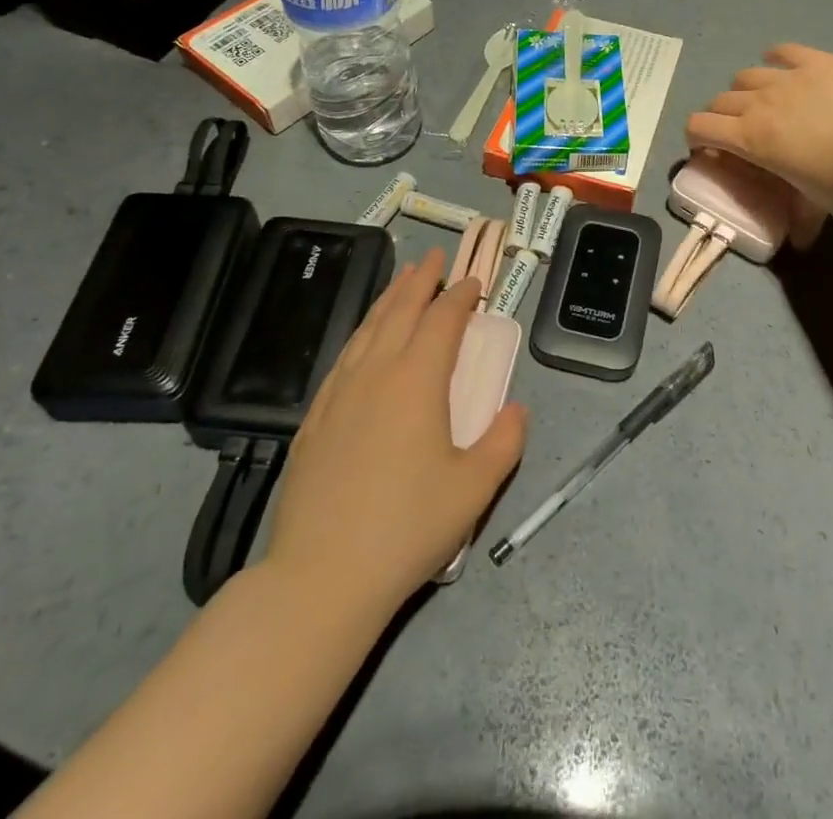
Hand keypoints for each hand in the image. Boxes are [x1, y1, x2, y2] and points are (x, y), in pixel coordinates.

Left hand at [260, 250, 527, 619]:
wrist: (323, 575)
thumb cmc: (407, 527)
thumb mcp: (474, 488)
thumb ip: (504, 442)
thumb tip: (517, 409)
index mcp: (417, 381)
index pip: (442, 321)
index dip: (460, 296)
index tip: (473, 281)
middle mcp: (376, 373)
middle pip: (400, 311)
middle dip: (420, 281)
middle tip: (433, 258)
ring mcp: (339, 393)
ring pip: (367, 329)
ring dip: (389, 299)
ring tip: (401, 281)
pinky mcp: (315, 418)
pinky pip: (343, 357)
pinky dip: (361, 334)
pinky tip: (363, 339)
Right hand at [686, 44, 832, 242]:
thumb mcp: (817, 203)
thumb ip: (801, 216)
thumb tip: (800, 243)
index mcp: (750, 138)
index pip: (699, 126)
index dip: (695, 136)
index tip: (708, 149)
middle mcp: (758, 102)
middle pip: (719, 101)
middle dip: (720, 117)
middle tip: (738, 132)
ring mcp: (786, 77)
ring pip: (745, 75)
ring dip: (745, 89)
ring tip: (763, 101)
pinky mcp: (815, 60)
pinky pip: (783, 51)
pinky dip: (776, 58)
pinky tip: (782, 64)